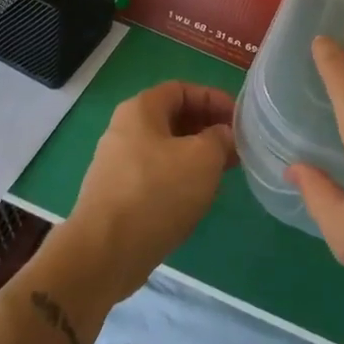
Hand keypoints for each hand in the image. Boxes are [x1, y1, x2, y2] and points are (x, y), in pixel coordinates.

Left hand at [64, 82, 236, 302]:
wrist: (104, 254)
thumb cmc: (157, 193)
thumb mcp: (203, 158)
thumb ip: (220, 138)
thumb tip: (222, 135)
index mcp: (141, 109)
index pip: (183, 90)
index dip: (214, 99)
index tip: (239, 120)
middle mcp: (124, 129)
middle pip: (174, 118)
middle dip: (208, 129)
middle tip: (236, 147)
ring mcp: (117, 163)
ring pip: (166, 149)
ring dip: (197, 155)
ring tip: (223, 173)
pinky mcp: (116, 194)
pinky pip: (155, 174)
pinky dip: (179, 178)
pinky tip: (196, 198)